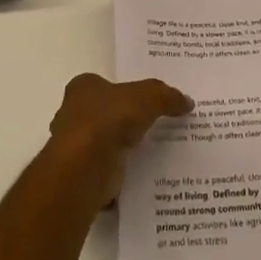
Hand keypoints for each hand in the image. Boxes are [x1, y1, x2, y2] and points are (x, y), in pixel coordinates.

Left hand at [46, 73, 192, 212]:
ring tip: (156, 151)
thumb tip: (187, 101)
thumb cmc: (109, 120)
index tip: (147, 100)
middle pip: (105, 113)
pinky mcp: (82, 175)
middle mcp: (73, 114)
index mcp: (83, 88)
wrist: (84, 169)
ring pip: (106, 144)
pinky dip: (122, 173)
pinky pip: (108, 171)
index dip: (125, 90)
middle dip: (125, 120)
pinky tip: (144, 174)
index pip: (105, 84)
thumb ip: (166, 97)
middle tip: (156, 125)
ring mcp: (75, 147)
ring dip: (124, 148)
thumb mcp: (148, 97)